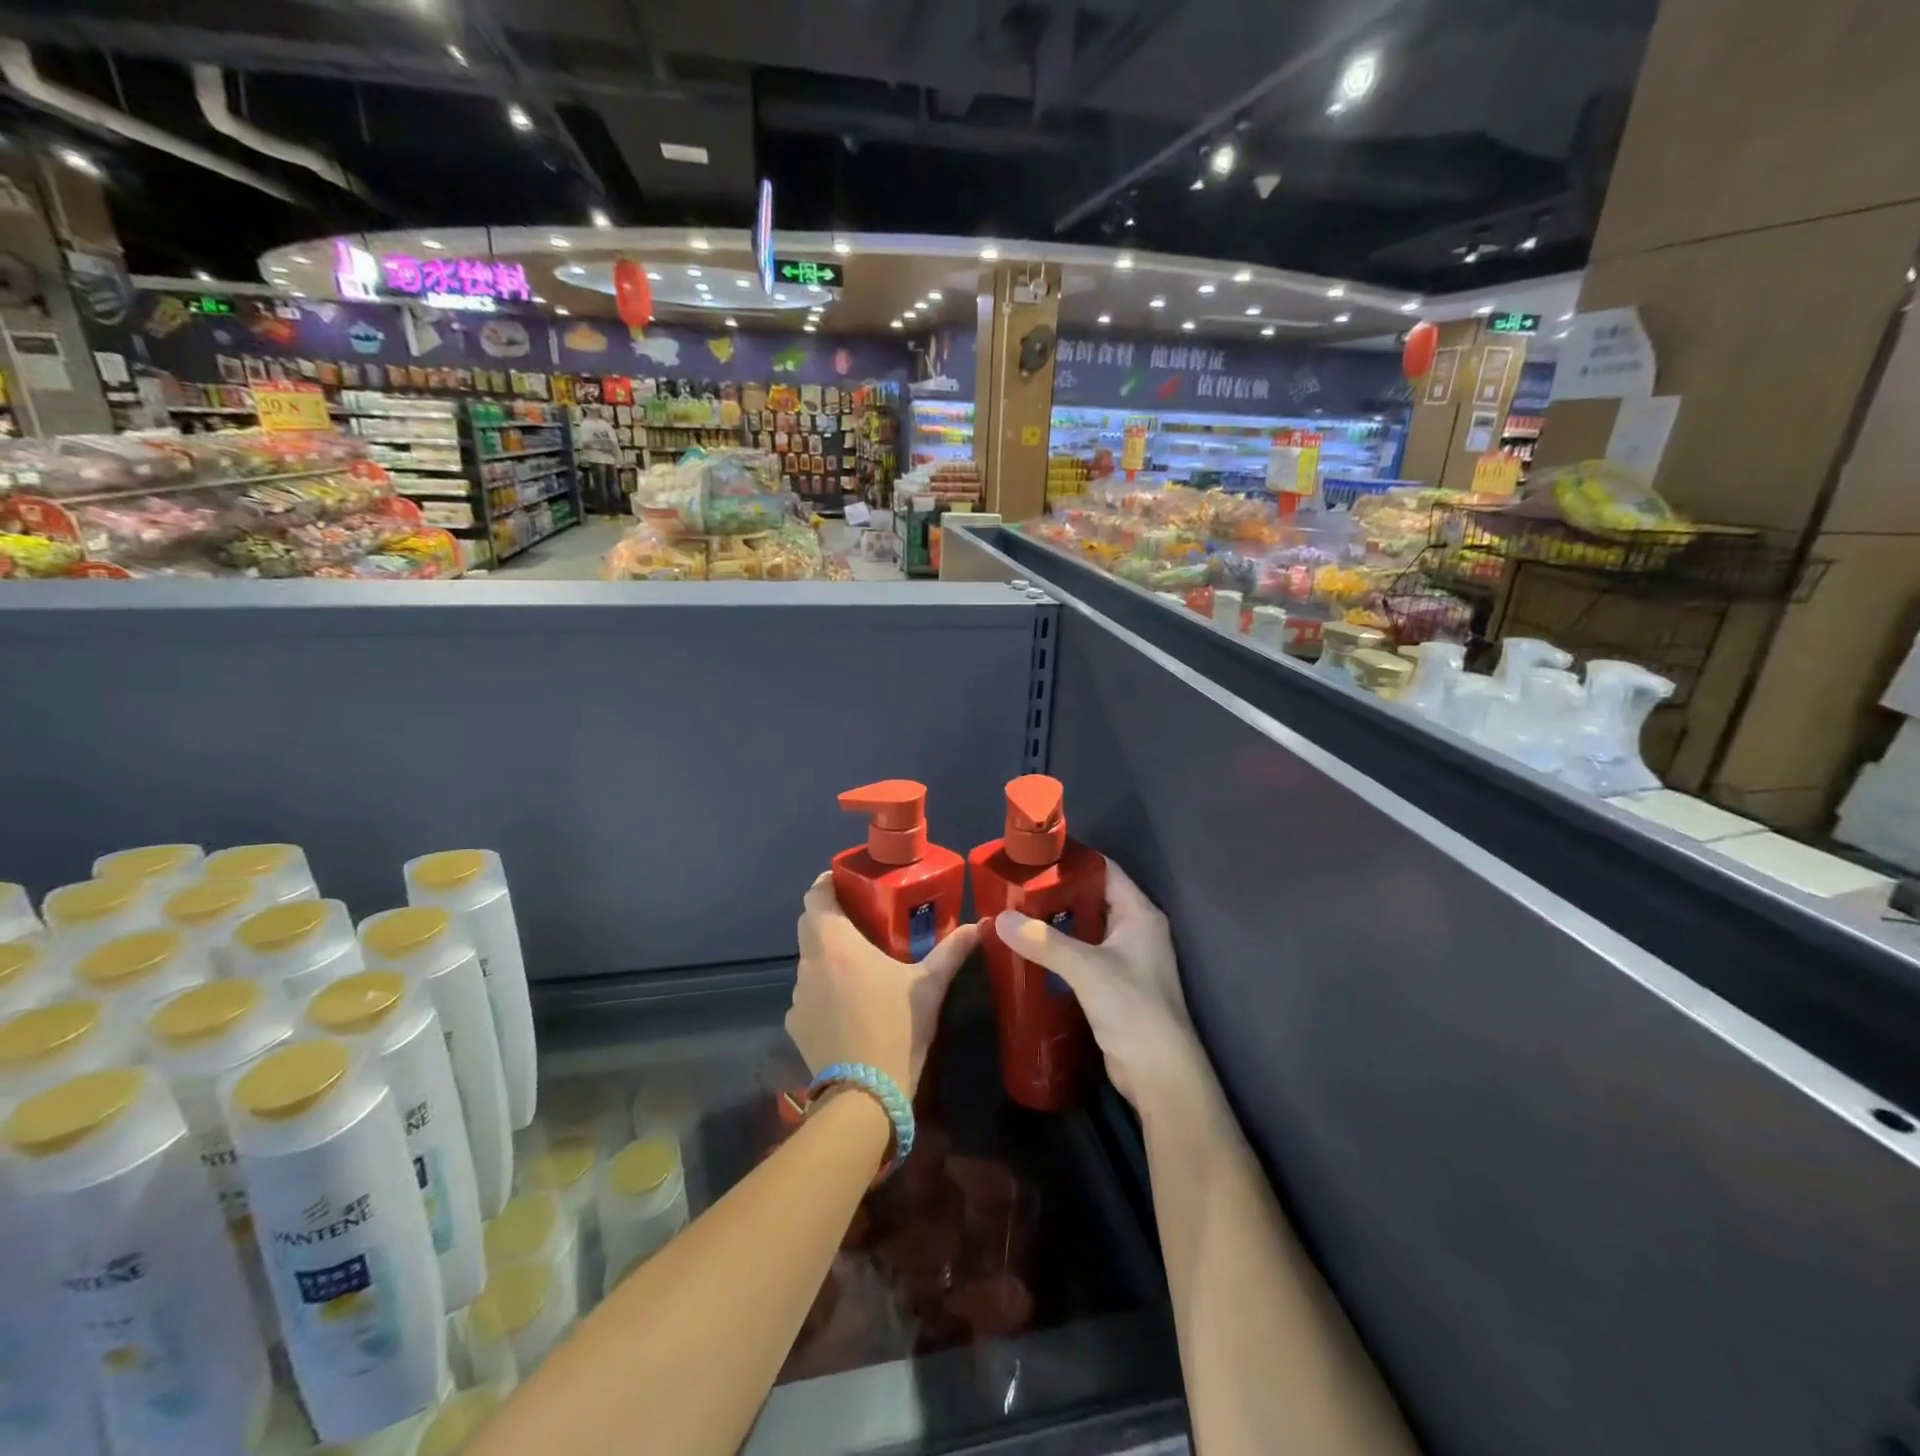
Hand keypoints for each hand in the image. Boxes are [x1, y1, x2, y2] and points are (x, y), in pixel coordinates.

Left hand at [789, 874, 979, 1093]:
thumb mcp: (929, 985)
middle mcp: (809, 963)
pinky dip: (825, 992)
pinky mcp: (795, 1025)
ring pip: (810, 962)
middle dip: (830, 918)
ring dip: (828, 958)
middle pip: (810, 926)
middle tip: (861, 919)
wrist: (865, 1096)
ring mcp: (798, 997)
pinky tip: (849, 1008)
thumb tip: (982, 924)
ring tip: (859, 967)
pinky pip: (808, 996)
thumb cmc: (897, 1028)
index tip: (846, 882)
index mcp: (835, 944)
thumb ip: (952, 950)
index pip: (815, 896)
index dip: (827, 884)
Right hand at [993, 858, 1197, 1108]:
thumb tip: (1000, 919)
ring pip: (1084, 929)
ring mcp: (1125, 959)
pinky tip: (1029, 951)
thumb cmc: (1132, 1008)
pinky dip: (1057, 951)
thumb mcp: (1086, 968)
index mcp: (1138, 913)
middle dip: (1055, 892)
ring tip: (1014, 914)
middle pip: (1090, 898)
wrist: (1159, 1075)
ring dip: (1054, 923)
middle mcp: (1135, 930)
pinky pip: (1081, 956)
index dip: (1072, 860)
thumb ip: (1044, 941)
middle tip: (1014, 886)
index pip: (1104, 870)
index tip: (1034, 855)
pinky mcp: (1113, 985)